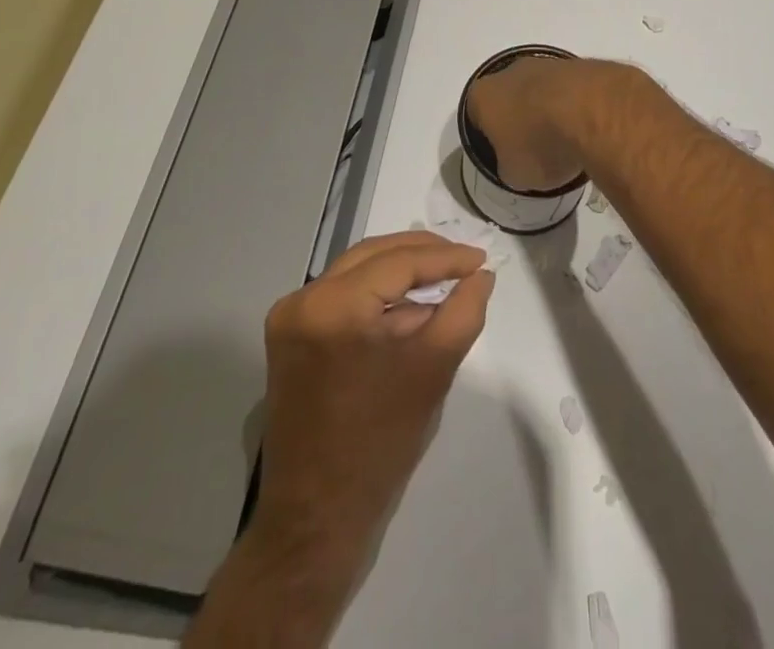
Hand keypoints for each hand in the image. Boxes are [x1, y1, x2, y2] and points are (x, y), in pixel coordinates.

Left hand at [254, 231, 494, 571]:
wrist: (317, 519)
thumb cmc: (379, 444)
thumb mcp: (433, 370)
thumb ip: (464, 311)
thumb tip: (480, 275)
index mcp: (332, 306)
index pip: (398, 261)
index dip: (445, 258)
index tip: (482, 260)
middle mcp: (303, 300)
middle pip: (374, 255)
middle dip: (423, 254)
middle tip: (466, 261)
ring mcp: (291, 318)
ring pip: (358, 271)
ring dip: (402, 271)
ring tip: (446, 278)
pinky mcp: (292, 337)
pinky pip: (344, 296)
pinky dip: (380, 294)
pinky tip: (412, 304)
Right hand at [466, 55, 633, 192]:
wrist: (591, 111)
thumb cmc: (540, 144)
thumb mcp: (515, 174)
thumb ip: (510, 166)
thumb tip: (518, 164)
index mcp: (483, 95)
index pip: (478, 116)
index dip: (491, 138)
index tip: (508, 156)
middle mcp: (510, 71)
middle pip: (511, 97)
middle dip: (522, 120)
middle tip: (538, 149)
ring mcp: (546, 63)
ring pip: (542, 90)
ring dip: (551, 111)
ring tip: (568, 142)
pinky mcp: (579, 64)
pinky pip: (570, 90)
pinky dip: (576, 106)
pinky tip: (588, 127)